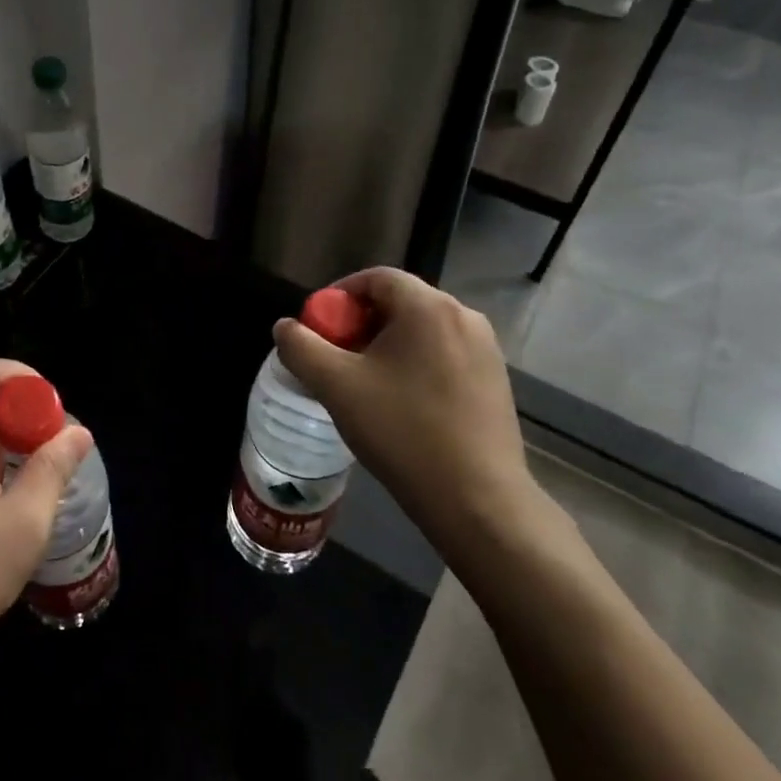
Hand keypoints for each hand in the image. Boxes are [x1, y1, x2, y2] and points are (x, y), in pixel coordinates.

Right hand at [272, 267, 543, 553]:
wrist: (478, 501)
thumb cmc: (403, 433)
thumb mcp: (336, 387)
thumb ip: (301, 348)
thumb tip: (285, 327)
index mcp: (428, 308)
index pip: (375, 278)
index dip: (339, 295)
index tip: (319, 327)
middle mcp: (464, 317)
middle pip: (400, 302)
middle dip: (361, 323)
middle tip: (336, 357)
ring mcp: (486, 349)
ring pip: (422, 331)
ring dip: (387, 345)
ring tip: (365, 383)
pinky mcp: (496, 380)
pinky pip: (444, 354)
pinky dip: (415, 364)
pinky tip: (402, 403)